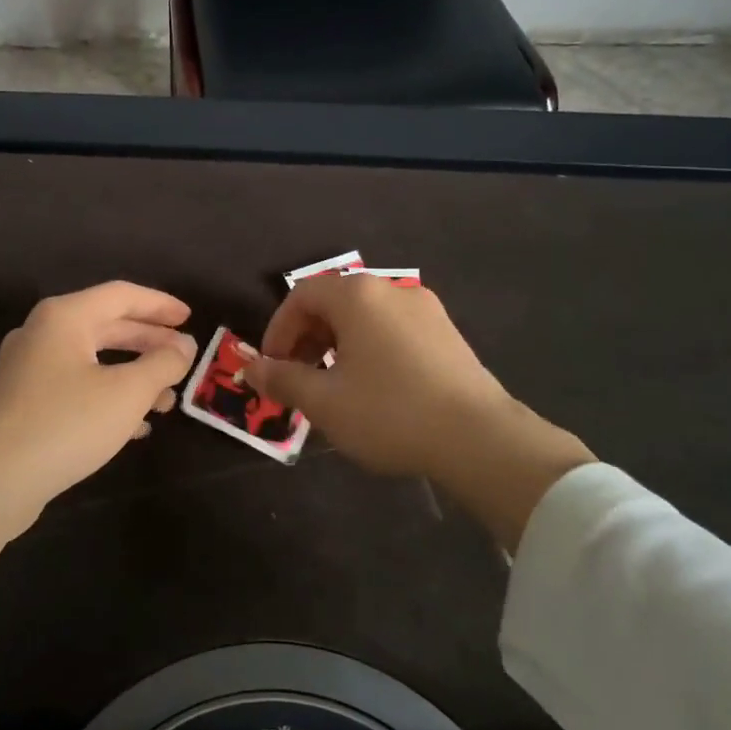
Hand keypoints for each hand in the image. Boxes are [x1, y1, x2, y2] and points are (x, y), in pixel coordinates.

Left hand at [0, 282, 197, 592]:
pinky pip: (75, 388)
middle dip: (149, 343)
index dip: (160, 304)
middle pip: (106, 326)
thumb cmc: (65, 424)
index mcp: (64, 318)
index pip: (121, 295)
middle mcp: (42, 335)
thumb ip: (162, 364)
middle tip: (184, 358)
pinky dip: (107, 398)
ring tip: (167, 400)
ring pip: (92, 361)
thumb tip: (184, 345)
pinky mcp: (22, 405)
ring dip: (132, 376)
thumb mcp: (127, 393)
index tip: (191, 318)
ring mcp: (27, 370)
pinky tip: (134, 428)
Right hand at [245, 274, 593, 551]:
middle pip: (333, 303)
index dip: (278, 330)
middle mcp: (392, 290)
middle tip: (297, 380)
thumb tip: (250, 369)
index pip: (301, 296)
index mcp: (358, 296)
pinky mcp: (447, 334)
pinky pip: (392, 331)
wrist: (480, 439)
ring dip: (336, 346)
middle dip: (305, 339)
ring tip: (332, 387)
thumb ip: (282, 380)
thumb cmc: (390, 413)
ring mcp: (425, 310)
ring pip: (364, 318)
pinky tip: (372, 389)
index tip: (272, 368)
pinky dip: (368, 350)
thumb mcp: (324, 401)